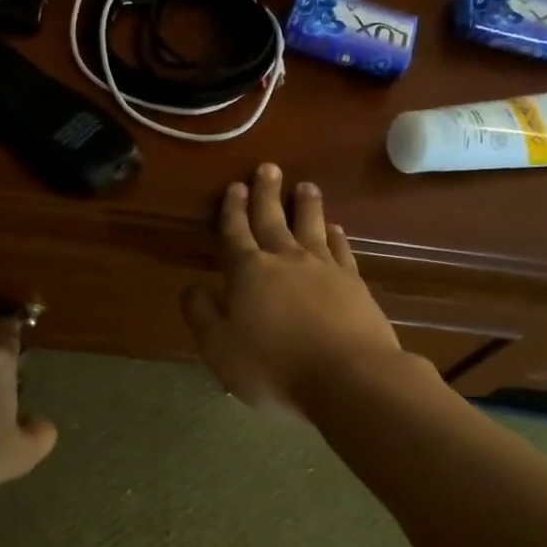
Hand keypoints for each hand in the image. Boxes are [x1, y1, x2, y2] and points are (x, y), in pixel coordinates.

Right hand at [181, 165, 404, 415]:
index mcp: (248, 272)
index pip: (236, 233)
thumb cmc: (274, 367)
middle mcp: (286, 260)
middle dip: (267, 194)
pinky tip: (335, 228)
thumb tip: (192, 287)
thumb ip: (202, 314)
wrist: (349, 378)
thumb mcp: (219, 348)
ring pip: (311, 226)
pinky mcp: (354, 283)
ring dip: (306, 205)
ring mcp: (324, 268)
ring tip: (305, 185)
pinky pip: (341, 249)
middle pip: (273, 219)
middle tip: (268, 167)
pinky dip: (336, 235)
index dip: (233, 211)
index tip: (234, 187)